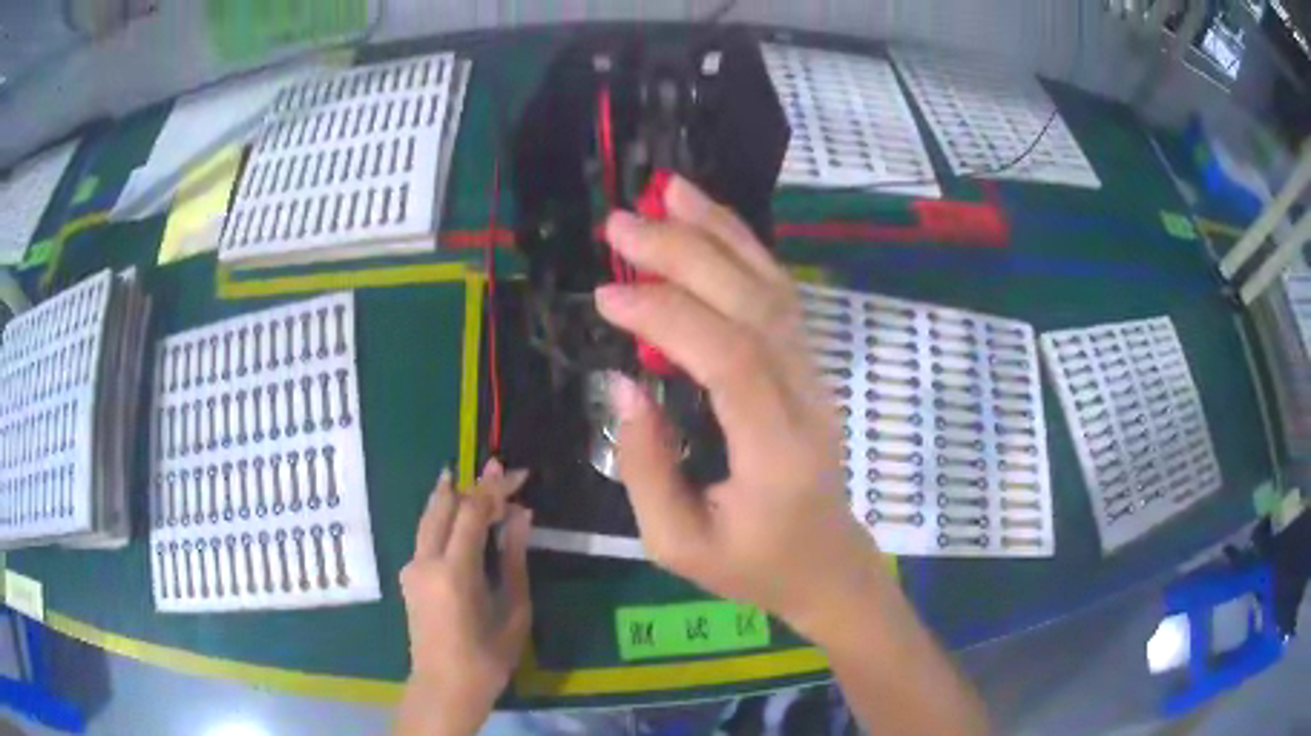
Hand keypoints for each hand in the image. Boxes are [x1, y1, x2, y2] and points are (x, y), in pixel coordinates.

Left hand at [396, 460, 532, 735]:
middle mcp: (425, 561)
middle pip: (444, 505)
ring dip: (455, 497)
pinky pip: (426, 535)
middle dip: (472, 484)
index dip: (495, 489)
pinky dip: (446, 519)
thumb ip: (515, 560)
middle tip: (500, 470)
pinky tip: (463, 519)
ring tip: (480, 482)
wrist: (444, 687)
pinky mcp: (408, 576)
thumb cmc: (488, 657)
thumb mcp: (513, 611)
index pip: (472, 512)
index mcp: (454, 571)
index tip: (518, 474)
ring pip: (430, 517)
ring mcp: (412, 568)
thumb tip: (522, 516)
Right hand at [596, 176, 883, 641]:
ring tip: (668, 191)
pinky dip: (742, 250)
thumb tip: (624, 386)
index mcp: (777, 452)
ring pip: (773, 287)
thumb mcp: (678, 544)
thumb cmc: (751, 565)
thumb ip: (646, 468)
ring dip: (720, 232)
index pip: (729, 361)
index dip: (667, 319)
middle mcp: (805, 399)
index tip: (605, 297)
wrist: (825, 563)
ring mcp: (814, 375)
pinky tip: (707, 223)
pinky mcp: (807, 365)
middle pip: (753, 306)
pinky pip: (778, 296)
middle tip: (619, 224)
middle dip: (685, 254)